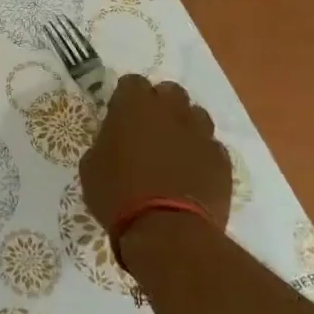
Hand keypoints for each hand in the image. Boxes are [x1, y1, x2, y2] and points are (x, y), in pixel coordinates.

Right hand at [78, 76, 232, 231]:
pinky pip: (211, 146)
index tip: (119, 116)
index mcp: (134, 106)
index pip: (132, 82)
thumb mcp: (91, 166)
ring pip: (196, 115)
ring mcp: (201, 134)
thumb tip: (114, 141)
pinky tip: (190, 173)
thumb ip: (105, 142)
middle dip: (160, 104)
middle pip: (170, 92)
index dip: (125, 97)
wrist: (167, 230)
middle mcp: (171, 111)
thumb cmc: (117, 194)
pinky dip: (200, 153)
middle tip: (147, 128)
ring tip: (172, 150)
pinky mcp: (221, 160)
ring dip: (183, 125)